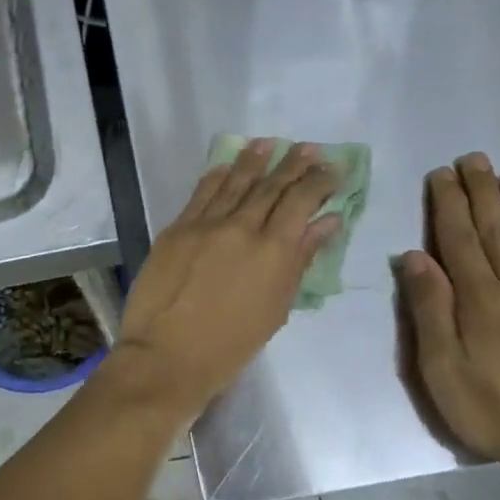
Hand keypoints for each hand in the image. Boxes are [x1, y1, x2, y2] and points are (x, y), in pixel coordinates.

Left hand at [114, 141, 339, 415]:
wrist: (167, 355)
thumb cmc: (230, 345)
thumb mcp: (277, 307)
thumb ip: (300, 259)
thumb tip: (327, 222)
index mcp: (273, 250)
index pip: (300, 201)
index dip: (319, 181)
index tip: (332, 167)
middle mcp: (241, 227)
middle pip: (270, 186)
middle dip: (292, 164)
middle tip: (308, 147)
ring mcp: (204, 224)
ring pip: (234, 182)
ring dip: (253, 160)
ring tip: (269, 143)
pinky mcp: (176, 229)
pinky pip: (200, 194)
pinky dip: (216, 176)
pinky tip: (226, 165)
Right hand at [399, 154, 499, 486]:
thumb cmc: (492, 410)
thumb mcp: (441, 368)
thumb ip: (430, 309)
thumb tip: (414, 256)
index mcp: (479, 301)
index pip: (459, 240)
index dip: (449, 205)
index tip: (442, 174)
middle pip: (496, 232)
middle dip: (483, 193)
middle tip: (475, 158)